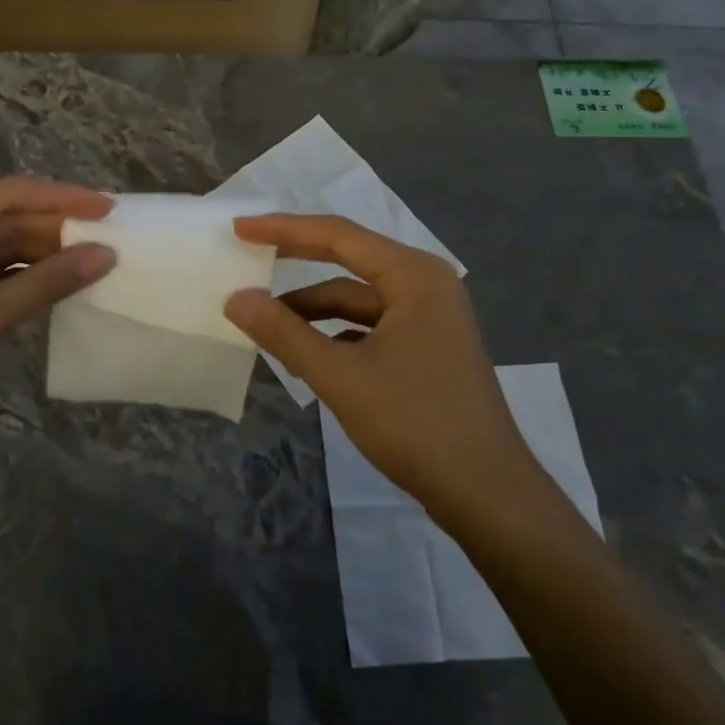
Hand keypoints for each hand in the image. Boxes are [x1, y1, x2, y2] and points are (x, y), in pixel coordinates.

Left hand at [0, 178, 114, 467]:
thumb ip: (44, 284)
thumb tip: (106, 255)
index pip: (8, 195)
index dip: (61, 198)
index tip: (108, 207)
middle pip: (8, 219)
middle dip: (57, 228)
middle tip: (112, 236)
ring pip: (7, 248)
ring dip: (48, 254)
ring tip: (98, 257)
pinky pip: (0, 276)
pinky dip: (31, 280)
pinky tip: (66, 283)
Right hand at [225, 215, 537, 521]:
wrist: (488, 495)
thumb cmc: (416, 423)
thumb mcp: (340, 377)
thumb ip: (284, 333)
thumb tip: (235, 298)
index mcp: (413, 274)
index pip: (337, 235)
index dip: (283, 229)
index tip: (241, 229)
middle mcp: (425, 283)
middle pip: (349, 258)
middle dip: (296, 257)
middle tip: (248, 252)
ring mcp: (430, 315)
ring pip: (358, 297)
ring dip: (313, 307)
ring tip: (266, 319)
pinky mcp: (427, 346)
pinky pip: (370, 324)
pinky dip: (335, 332)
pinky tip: (306, 352)